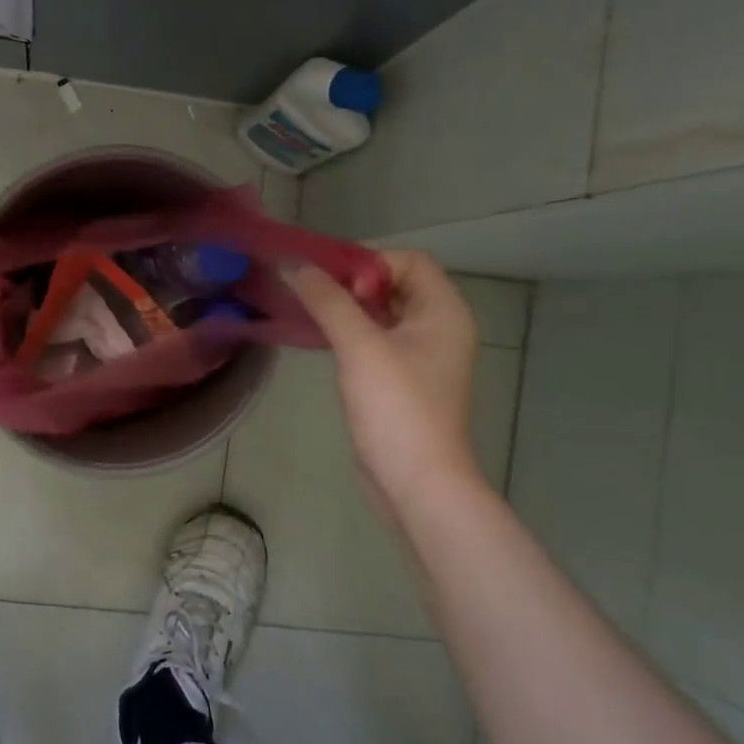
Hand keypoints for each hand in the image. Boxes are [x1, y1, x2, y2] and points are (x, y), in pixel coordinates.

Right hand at [290, 250, 482, 519]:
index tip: (331, 280)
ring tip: (312, 314)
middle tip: (314, 294)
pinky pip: (379, 342)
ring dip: (351, 310)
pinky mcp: (405, 381)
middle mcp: (440, 328)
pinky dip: (354, 334)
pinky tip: (325, 342)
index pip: (410, 261)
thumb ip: (329, 302)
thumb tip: (299, 268)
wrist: (415, 482)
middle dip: (355, 284)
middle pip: (397, 285)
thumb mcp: (359, 347)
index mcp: (444, 312)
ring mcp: (424, 357)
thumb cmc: (396, 407)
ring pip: (385, 315)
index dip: (370, 262)